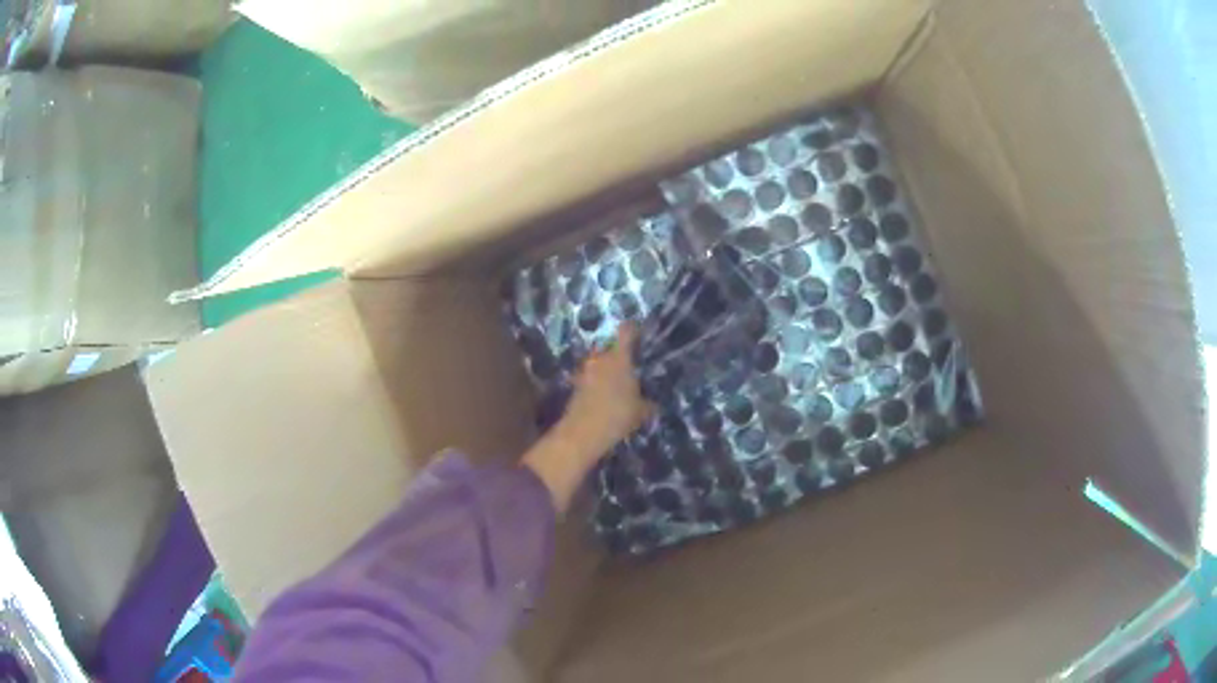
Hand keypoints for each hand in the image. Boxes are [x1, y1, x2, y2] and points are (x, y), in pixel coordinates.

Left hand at [561, 324, 654, 457]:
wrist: (582, 432)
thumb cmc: (617, 416)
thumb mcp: (641, 412)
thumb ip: (648, 403)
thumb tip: (654, 403)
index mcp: (619, 358)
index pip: (626, 332)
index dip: (633, 329)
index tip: (640, 331)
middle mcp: (600, 359)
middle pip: (610, 347)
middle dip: (619, 354)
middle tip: (630, 364)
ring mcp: (585, 371)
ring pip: (599, 363)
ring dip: (606, 369)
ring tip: (617, 382)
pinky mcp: (575, 384)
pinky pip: (590, 377)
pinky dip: (597, 382)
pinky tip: (605, 395)